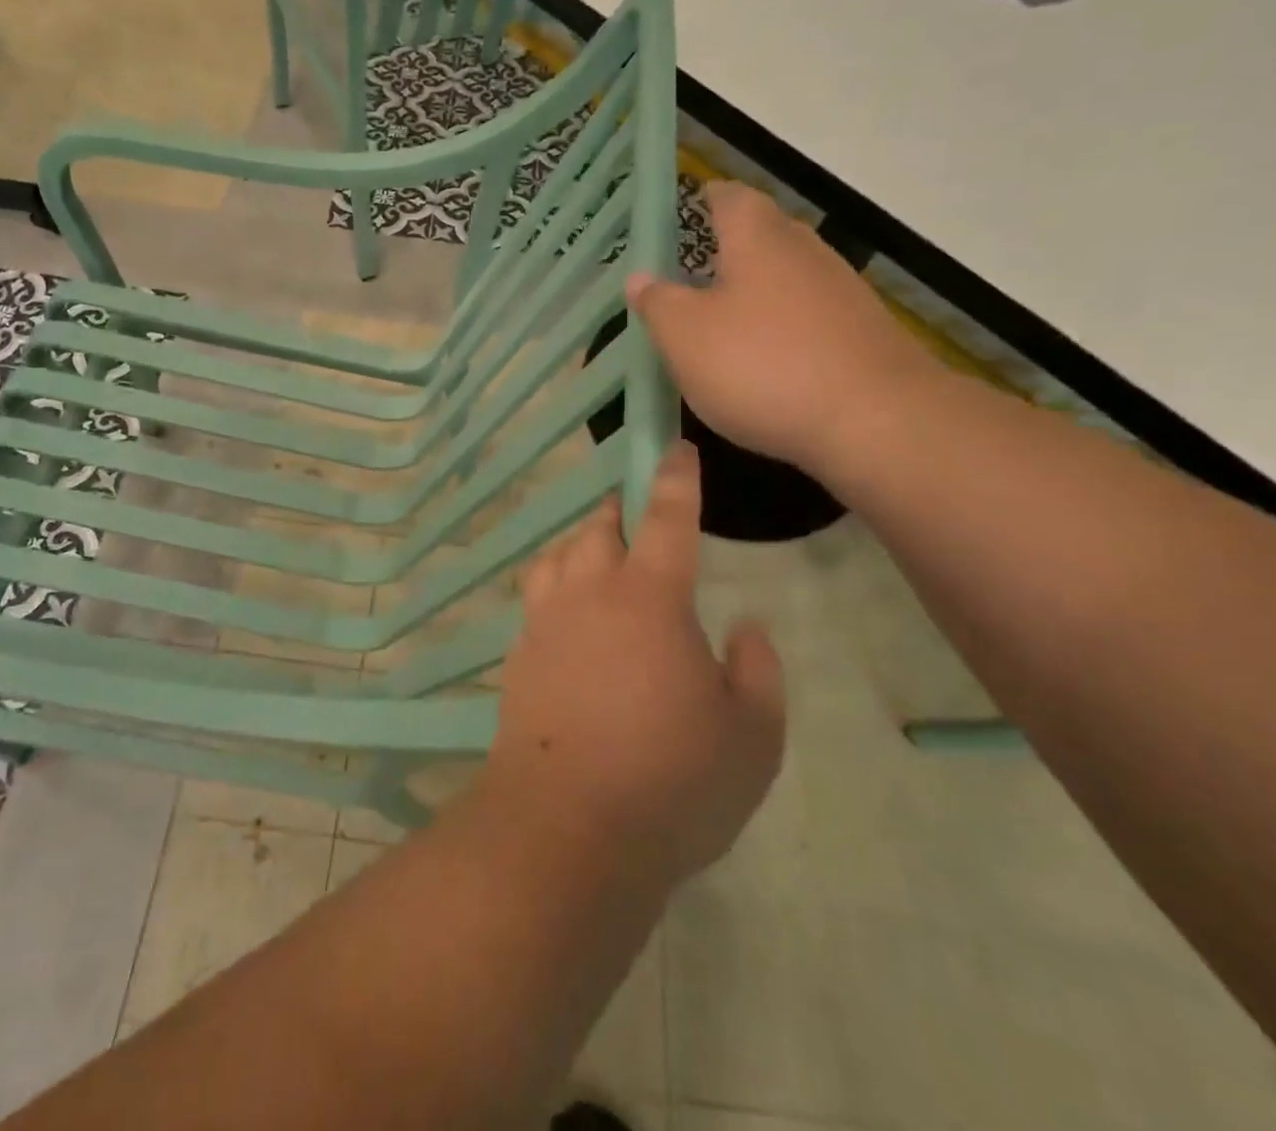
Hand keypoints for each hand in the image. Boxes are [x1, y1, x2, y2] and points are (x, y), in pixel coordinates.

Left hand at [486, 442, 785, 885]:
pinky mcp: (518, 657)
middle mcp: (589, 595)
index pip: (665, 518)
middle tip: (635, 517)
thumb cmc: (672, 782)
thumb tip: (745, 629)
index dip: (674, 479)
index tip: (676, 449)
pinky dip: (554, 589)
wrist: (566, 827)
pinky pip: (535, 600)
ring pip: (555, 557)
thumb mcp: (752, 738)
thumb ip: (757, 672)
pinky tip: (568, 618)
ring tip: (597, 556)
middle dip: (618, 512)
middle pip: (597, 529)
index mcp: (649, 599)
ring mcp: (545, 624)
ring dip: (578, 545)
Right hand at [627, 183, 941, 475]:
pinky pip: (810, 315)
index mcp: (758, 240)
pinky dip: (784, 326)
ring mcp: (842, 292)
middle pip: (765, 233)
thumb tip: (639, 277)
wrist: (876, 421)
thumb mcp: (685, 337)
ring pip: (789, 275)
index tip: (687, 207)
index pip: (730, 198)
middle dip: (731, 245)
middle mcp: (805, 252)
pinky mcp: (863, 333)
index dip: (706, 198)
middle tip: (695, 267)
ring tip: (725, 318)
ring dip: (758, 288)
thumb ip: (658, 303)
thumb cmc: (762, 365)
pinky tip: (768, 358)